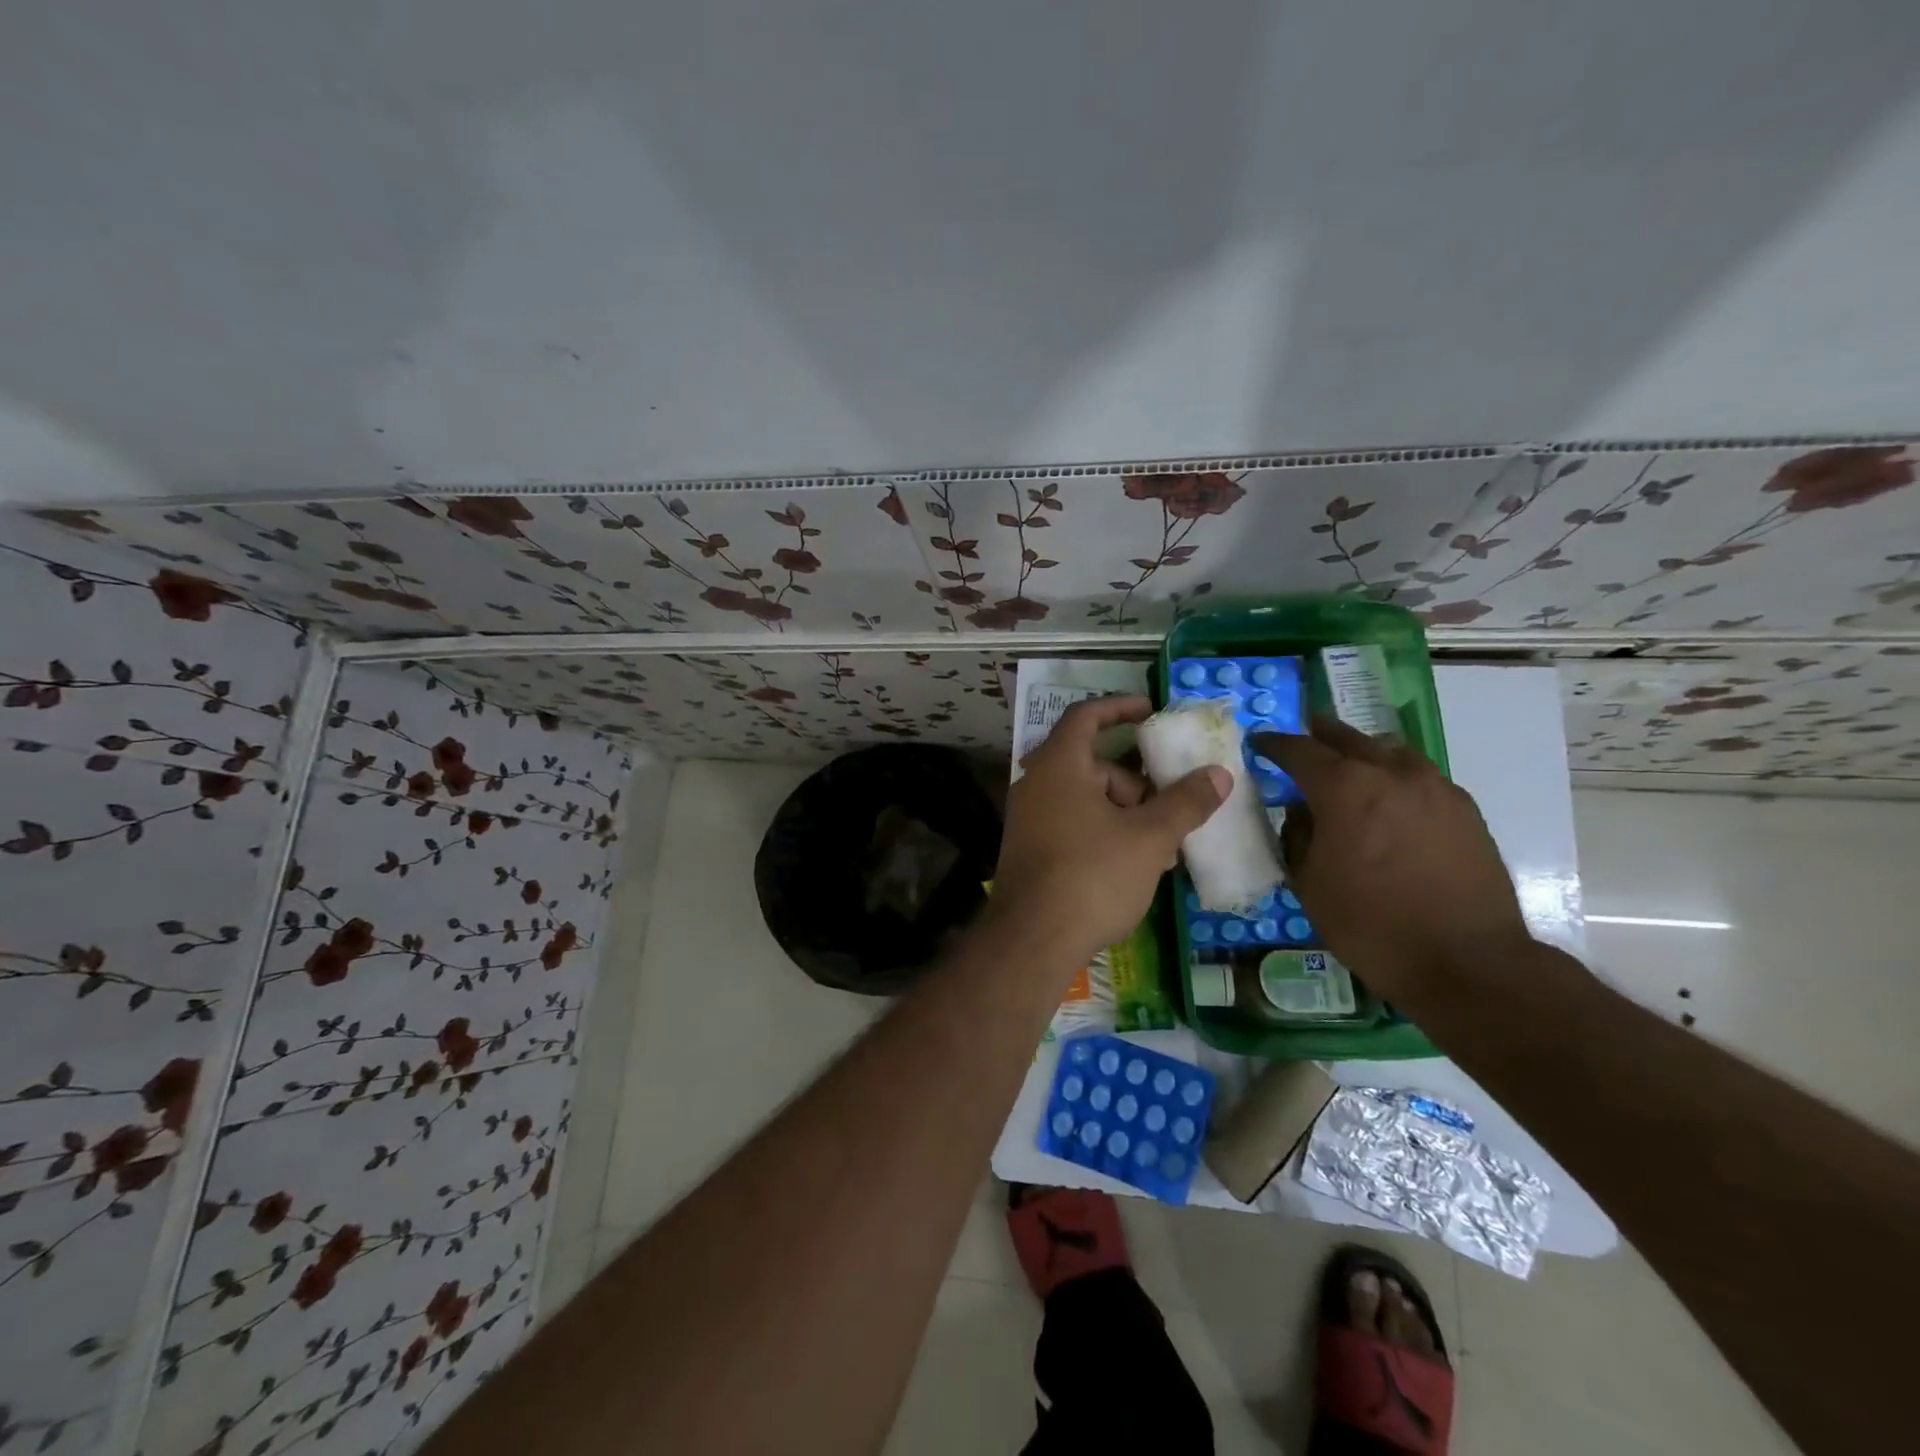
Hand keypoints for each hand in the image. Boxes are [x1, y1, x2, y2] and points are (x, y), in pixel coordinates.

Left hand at [992, 696, 1228, 969]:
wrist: (1032, 940)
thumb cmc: (1092, 875)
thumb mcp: (1149, 838)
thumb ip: (1185, 802)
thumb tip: (1218, 773)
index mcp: (1058, 765)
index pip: (1086, 716)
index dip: (1120, 707)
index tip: (1152, 712)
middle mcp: (1036, 784)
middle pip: (1092, 764)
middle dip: (1136, 782)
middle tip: (1169, 807)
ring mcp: (1029, 819)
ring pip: (1086, 799)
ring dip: (1125, 813)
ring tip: (1161, 848)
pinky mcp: (1030, 849)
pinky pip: (1073, 824)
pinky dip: (1104, 832)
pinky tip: (1133, 866)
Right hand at [1252, 717, 1531, 997]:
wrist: (1467, 962)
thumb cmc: (1371, 925)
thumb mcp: (1310, 884)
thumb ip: (1299, 837)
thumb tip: (1302, 813)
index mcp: (1344, 788)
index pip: (1299, 750)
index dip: (1274, 744)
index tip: (1259, 742)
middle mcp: (1391, 774)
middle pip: (1348, 738)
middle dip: (1321, 734)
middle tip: (1304, 732)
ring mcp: (1434, 788)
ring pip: (1390, 752)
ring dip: (1364, 751)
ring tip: (1350, 763)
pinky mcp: (1464, 810)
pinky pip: (1421, 777)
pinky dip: (1396, 776)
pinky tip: (1391, 798)